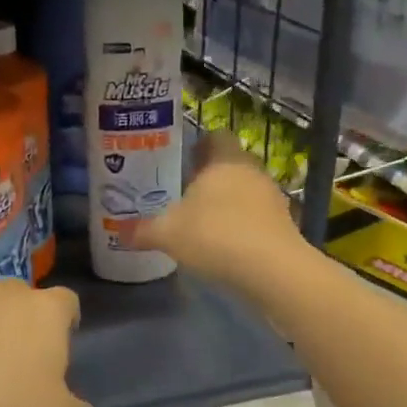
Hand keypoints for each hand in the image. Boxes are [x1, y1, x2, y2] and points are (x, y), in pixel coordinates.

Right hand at [136, 131, 309, 293]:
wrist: (272, 270)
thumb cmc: (215, 235)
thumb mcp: (168, 234)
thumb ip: (144, 230)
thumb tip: (121, 233)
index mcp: (224, 159)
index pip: (216, 136)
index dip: (200, 146)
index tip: (185, 162)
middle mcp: (252, 170)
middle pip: (231, 163)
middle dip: (211, 177)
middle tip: (187, 194)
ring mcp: (273, 197)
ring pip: (246, 190)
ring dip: (229, 203)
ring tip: (205, 223)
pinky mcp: (285, 224)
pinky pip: (258, 216)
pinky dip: (244, 225)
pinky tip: (227, 246)